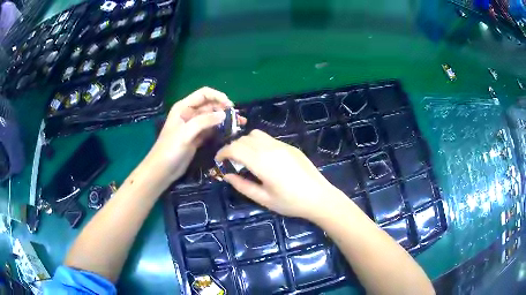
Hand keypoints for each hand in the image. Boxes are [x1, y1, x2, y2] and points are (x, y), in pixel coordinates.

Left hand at [145, 87, 236, 184]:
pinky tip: (230, 133)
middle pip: (210, 106)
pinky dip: (220, 130)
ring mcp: (194, 126)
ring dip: (224, 120)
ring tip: (238, 125)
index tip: (230, 106)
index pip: (204, 94)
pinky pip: (211, 130)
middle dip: (224, 109)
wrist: (162, 170)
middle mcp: (189, 114)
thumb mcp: (186, 133)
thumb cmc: (170, 149)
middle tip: (238, 118)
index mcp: (183, 107)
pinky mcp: (197, 138)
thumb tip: (224, 114)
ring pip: (212, 118)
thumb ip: (204, 121)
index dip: (218, 96)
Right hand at [215, 130, 346, 220]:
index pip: (235, 148)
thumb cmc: (290, 202)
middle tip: (231, 163)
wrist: (319, 197)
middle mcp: (270, 148)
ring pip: (256, 134)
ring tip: (246, 158)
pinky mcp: (290, 146)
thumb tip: (227, 175)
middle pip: (244, 139)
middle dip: (233, 148)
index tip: (219, 161)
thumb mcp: (263, 198)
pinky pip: (269, 139)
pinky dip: (258, 143)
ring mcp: (282, 145)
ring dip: (246, 142)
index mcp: (261, 161)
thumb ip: (242, 185)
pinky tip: (263, 158)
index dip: (223, 152)